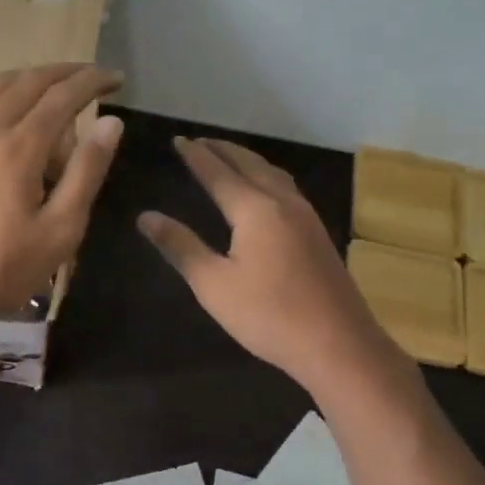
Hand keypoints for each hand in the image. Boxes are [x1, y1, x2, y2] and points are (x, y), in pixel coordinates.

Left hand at [0, 64, 123, 338]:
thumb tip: (111, 123)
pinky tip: (28, 119)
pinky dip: (13, 97)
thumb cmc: (7, 266)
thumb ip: (87, 170)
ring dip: (36, 79)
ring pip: (1, 87)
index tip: (117, 79)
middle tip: (96, 78)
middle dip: (66, 72)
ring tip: (64, 91)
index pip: (62, 96)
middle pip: (29, 80)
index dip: (92, 82)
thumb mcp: (61, 227)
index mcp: (19, 148)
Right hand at [140, 138, 406, 390]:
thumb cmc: (268, 315)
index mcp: (255, 209)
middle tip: (200, 141)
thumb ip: (180, 246)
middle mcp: (282, 203)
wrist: (338, 345)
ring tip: (229, 157)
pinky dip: (266, 176)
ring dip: (248, 160)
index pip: (218, 173)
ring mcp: (306, 217)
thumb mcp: (213, 284)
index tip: (178, 140)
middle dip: (223, 150)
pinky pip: (287, 189)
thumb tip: (146, 217)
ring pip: (273, 174)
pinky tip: (265, 191)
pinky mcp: (318, 234)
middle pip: (250, 165)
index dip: (196, 156)